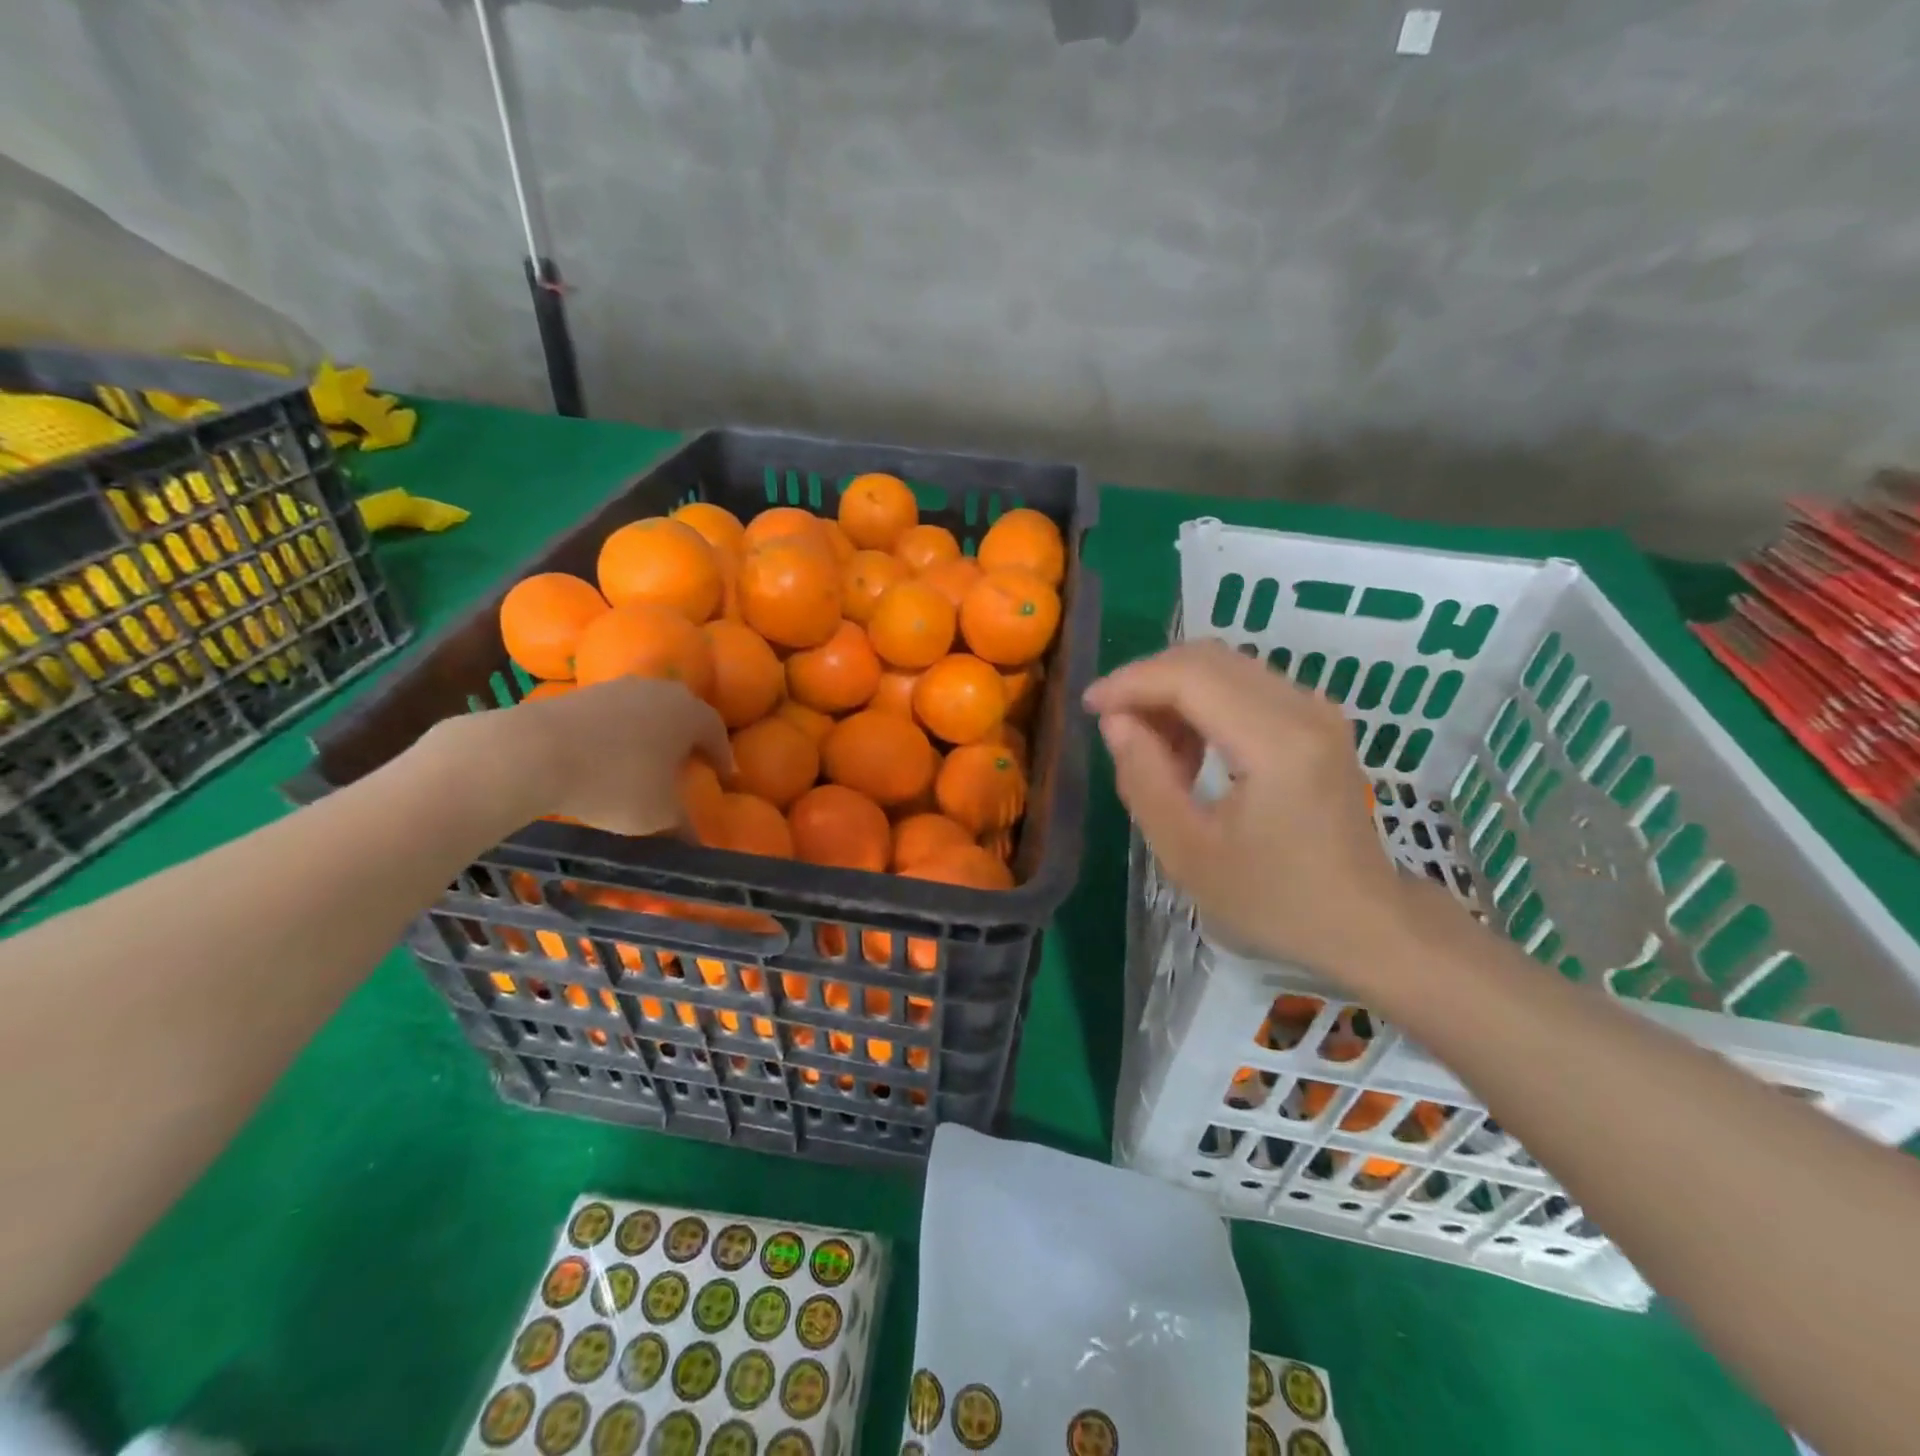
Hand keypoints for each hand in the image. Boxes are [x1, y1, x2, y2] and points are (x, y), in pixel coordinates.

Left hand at [427, 678, 731, 835]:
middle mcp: (659, 691)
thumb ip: (684, 827)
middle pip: (683, 714)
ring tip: (645, 762)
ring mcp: (618, 687)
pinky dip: (619, 734)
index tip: (724, 776)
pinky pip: (614, 715)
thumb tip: (697, 844)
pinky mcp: (581, 693)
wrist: (533, 752)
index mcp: (689, 714)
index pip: (716, 732)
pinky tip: (607, 759)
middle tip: (688, 764)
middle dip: (688, 739)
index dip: (722, 756)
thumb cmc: (615, 782)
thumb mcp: (659, 815)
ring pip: (647, 711)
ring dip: (651, 734)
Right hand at [1083, 640, 1416, 982]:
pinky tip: (1189, 751)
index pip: (1190, 677)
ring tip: (1152, 751)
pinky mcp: (1316, 720)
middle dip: (1148, 682)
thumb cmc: (1273, 901)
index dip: (1131, 682)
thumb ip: (1144, 779)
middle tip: (1114, 726)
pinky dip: (1203, 704)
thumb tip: (1115, 722)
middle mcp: (1302, 708)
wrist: (1363, 923)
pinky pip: (1245, 686)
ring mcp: (1316, 709)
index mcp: (1276, 743)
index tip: (1089, 707)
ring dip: (1174, 693)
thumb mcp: (1188, 853)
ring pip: (1225, 667)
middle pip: (1207, 659)